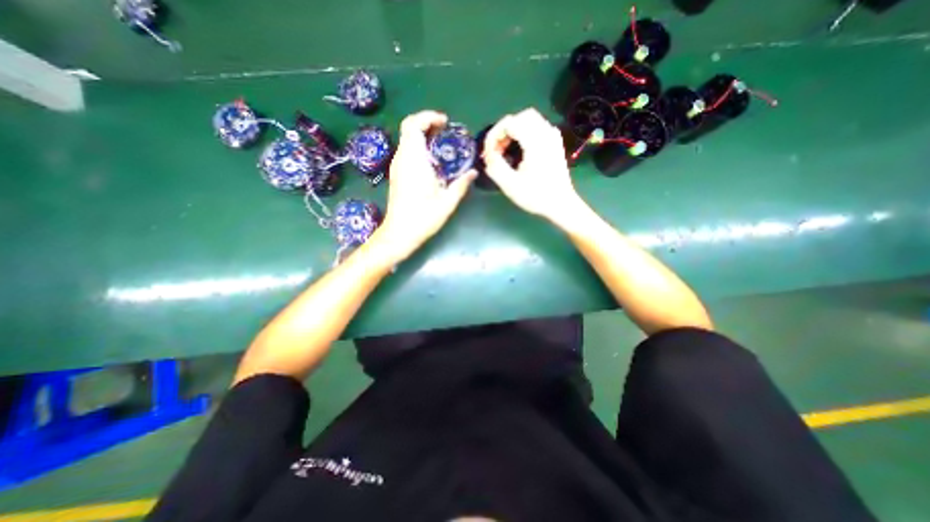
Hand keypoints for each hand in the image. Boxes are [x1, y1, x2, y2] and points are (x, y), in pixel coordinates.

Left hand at [371, 111, 474, 263]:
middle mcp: (402, 159)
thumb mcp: (447, 203)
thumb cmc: (423, 218)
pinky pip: (406, 151)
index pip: (413, 126)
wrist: (399, 233)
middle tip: (444, 130)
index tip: (444, 122)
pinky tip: (431, 160)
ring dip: (422, 135)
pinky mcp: (396, 175)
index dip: (428, 117)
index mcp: (414, 161)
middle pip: (409, 128)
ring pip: (406, 140)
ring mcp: (397, 167)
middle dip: (426, 123)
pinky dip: (418, 146)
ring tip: (441, 143)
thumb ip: (460, 185)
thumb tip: (473, 172)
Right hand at [484, 108, 582, 223]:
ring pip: (529, 119)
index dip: (494, 135)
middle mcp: (546, 133)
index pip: (509, 123)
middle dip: (504, 131)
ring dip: (514, 130)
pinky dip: (524, 132)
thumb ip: (495, 167)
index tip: (488, 153)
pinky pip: (538, 127)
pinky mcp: (555, 143)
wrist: (561, 204)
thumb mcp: (510, 185)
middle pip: (520, 117)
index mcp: (535, 142)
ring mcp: (553, 137)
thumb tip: (488, 155)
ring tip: (505, 150)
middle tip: (496, 150)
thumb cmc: (536, 196)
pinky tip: (520, 149)